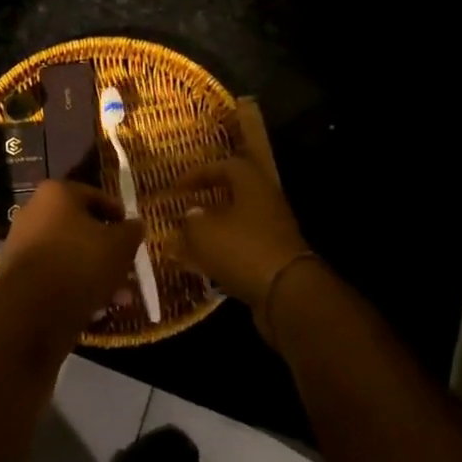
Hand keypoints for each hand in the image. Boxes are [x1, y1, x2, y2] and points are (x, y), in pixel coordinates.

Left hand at [0, 180, 144, 340]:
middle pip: (80, 228)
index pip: (95, 196)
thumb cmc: (80, 262)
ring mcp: (22, 244)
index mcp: (56, 193)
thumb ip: (131, 231)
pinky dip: (74, 287)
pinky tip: (96, 309)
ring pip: (69, 255)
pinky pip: (54, 275)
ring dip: (95, 273)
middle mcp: (34, 212)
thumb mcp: (119, 245)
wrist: (32, 309)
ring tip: (119, 297)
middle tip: (128, 268)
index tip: (133, 232)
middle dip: (107, 250)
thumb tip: (135, 224)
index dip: (118, 214)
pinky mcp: (17, 275)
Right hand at [172, 151, 310, 309]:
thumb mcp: (204, 231)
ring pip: (239, 221)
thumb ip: (192, 218)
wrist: (285, 295)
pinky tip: (205, 263)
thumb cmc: (241, 249)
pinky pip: (244, 247)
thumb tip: (192, 213)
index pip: (225, 166)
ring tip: (190, 237)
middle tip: (186, 207)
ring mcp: (275, 231)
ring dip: (215, 228)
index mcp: (253, 184)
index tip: (176, 187)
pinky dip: (224, 251)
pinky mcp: (275, 258)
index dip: (198, 173)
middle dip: (209, 200)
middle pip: (236, 193)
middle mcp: (268, 202)